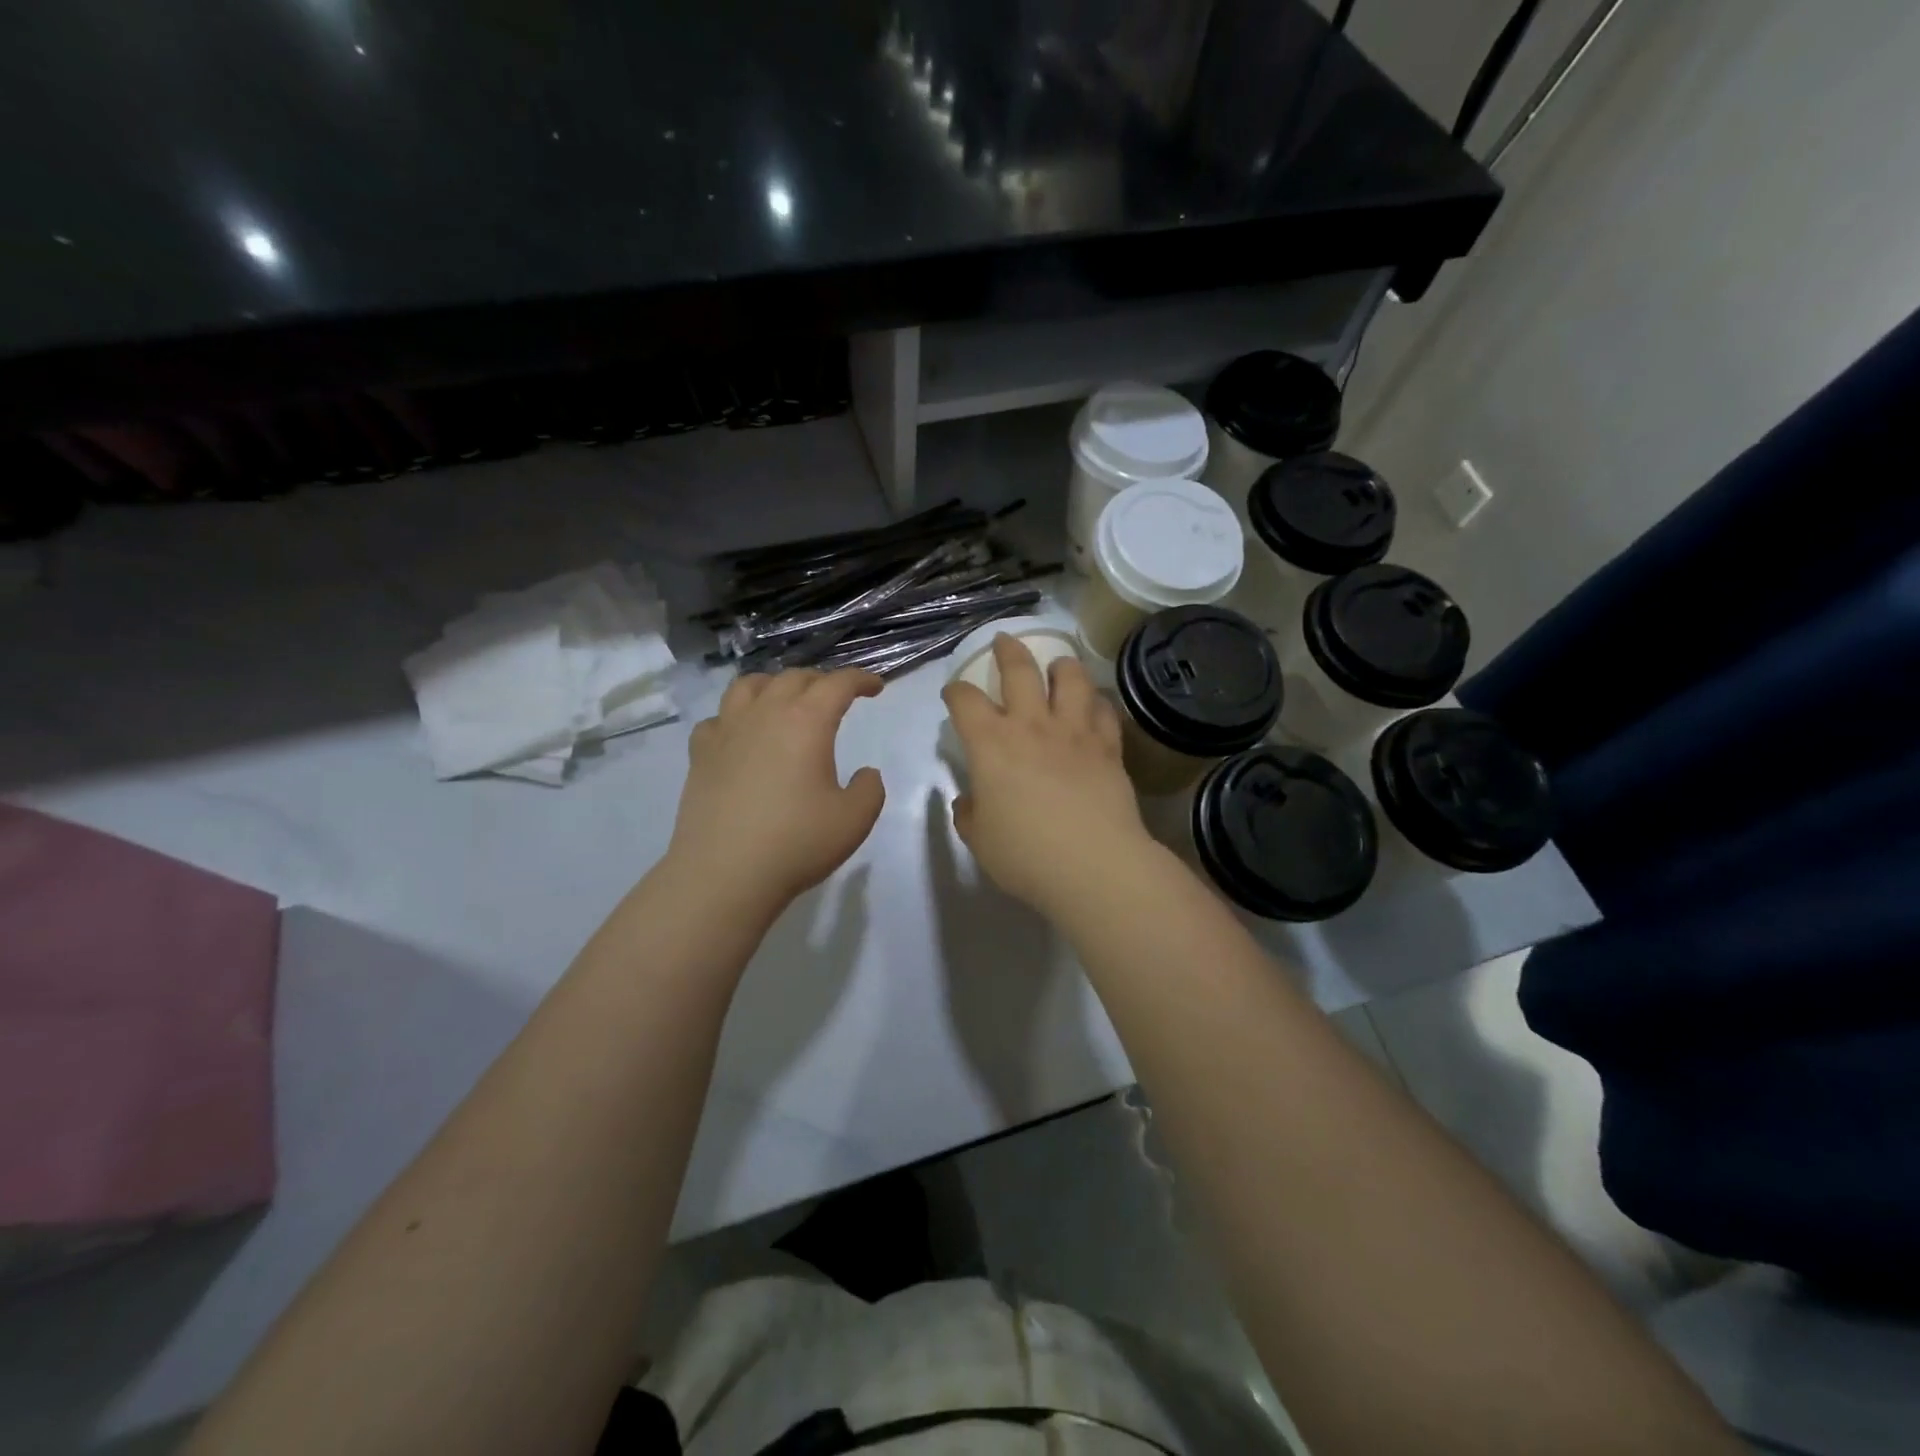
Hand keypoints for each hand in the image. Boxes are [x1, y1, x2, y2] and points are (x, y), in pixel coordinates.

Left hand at [668, 668, 886, 915]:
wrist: (724, 874)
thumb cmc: (796, 843)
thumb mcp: (854, 820)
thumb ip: (869, 789)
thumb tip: (865, 774)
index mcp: (807, 722)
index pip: (837, 684)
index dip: (860, 679)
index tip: (875, 687)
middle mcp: (765, 714)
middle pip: (794, 678)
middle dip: (821, 681)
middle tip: (836, 698)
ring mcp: (727, 731)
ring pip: (749, 686)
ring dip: (774, 685)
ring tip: (785, 700)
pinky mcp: (700, 754)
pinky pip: (718, 719)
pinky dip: (736, 717)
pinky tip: (741, 735)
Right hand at [942, 635, 1152, 915]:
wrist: (1093, 865)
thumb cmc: (1026, 855)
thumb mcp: (980, 840)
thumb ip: (970, 814)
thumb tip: (971, 801)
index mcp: (991, 744)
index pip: (966, 701)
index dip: (956, 691)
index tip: (954, 694)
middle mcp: (1032, 726)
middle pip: (1020, 669)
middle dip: (1008, 650)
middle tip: (1005, 641)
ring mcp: (1075, 732)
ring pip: (1071, 679)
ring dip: (1062, 666)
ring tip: (1059, 665)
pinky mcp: (1109, 747)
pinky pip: (1104, 711)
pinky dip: (1097, 703)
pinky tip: (1095, 706)